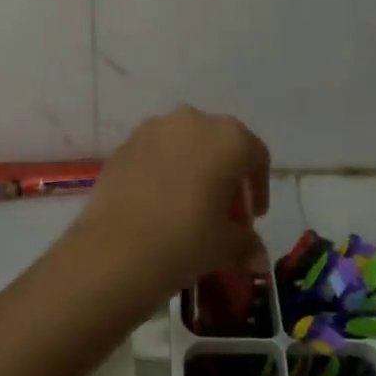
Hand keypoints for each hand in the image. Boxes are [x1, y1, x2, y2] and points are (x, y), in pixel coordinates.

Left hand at [69, 106, 269, 306]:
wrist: (117, 248)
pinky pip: (154, 154)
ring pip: (184, 145)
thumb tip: (254, 255)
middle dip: (224, 176)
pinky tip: (157, 203)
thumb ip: (246, 242)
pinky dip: (162, 172)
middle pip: (218, 146)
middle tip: (221, 213)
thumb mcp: (227, 246)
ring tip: (187, 207)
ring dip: (192, 170)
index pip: (256, 157)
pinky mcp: (124, 145)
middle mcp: (192, 120)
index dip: (258, 188)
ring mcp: (153, 129)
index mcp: (229, 138)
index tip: (250, 218)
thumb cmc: (187, 239)